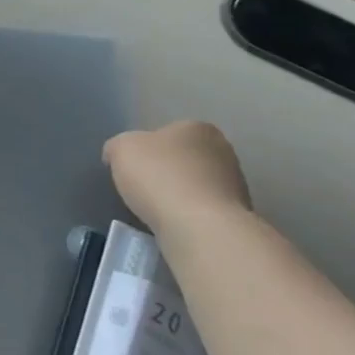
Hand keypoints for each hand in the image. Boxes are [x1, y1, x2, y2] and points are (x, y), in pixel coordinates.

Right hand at [104, 122, 251, 238]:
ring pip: (196, 185)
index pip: (166, 133)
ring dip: (179, 195)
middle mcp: (223, 150)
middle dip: (166, 171)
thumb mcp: (121, 149)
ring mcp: (235, 184)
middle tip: (143, 189)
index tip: (132, 168)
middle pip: (184, 158)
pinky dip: (190, 216)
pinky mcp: (237, 215)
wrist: (200, 227)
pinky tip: (175, 225)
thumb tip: (117, 154)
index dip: (145, 150)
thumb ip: (118, 146)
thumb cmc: (159, 177)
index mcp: (197, 128)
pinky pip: (203, 210)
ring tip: (158, 212)